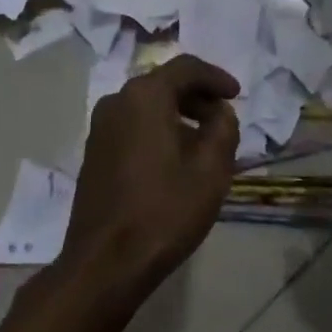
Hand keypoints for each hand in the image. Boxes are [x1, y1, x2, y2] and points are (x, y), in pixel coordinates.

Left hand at [62, 56, 241, 302]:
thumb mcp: (211, 169)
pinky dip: (157, 129)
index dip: (215, 77)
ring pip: (147, 105)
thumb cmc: (164, 211)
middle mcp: (117, 101)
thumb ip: (223, 128)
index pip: (186, 68)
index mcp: (144, 96)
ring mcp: (100, 127)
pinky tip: (175, 158)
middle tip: (223, 118)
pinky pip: (132, 125)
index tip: (237, 94)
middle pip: (164, 84)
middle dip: (197, 96)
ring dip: (178, 114)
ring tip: (204, 141)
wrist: (105, 264)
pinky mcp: (94, 152)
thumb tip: (219, 112)